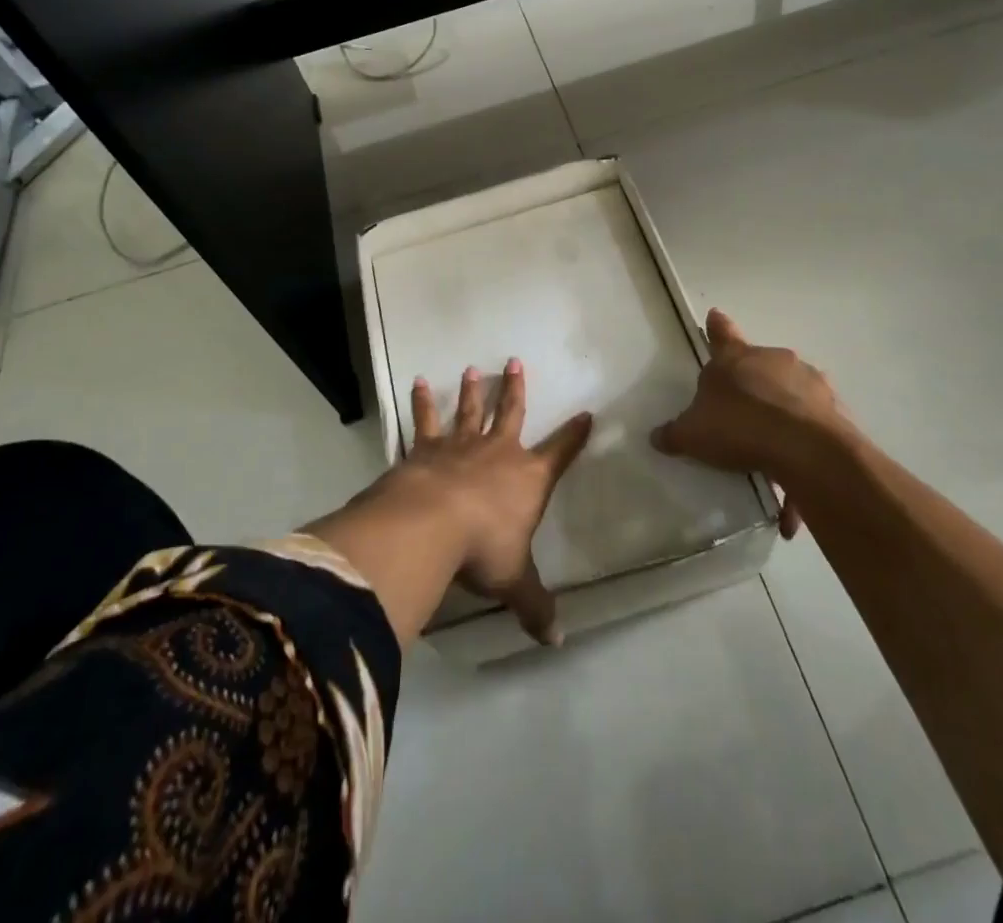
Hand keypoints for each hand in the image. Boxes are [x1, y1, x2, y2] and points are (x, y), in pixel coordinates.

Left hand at [402, 359, 592, 645]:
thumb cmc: (483, 549)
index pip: (560, 453)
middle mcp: (498, 452)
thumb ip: (535, 606)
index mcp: (528, 478)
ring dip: (471, 390)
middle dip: (515, 389)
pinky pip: (425, 420)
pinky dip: (421, 402)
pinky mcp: (427, 448)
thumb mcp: (514, 581)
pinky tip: (416, 382)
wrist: (432, 524)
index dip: (574, 435)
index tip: (586, 414)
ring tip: (472, 369)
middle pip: (510, 413)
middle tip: (515, 362)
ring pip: (469, 410)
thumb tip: (557, 640)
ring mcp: (461, 445)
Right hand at [651, 309, 849, 537]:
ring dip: (782, 415)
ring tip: (771, 458)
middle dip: (752, 384)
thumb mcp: (693, 435)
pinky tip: (794, 490)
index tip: (715, 316)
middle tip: (742, 414)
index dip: (717, 328)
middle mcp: (773, 360)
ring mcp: (808, 381)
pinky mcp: (833, 408)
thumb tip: (656, 436)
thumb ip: (674, 434)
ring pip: (791, 394)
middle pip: (759, 366)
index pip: (721, 335)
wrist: (803, 447)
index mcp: (735, 358)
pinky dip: (803, 448)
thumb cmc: (738, 426)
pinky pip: (813, 425)